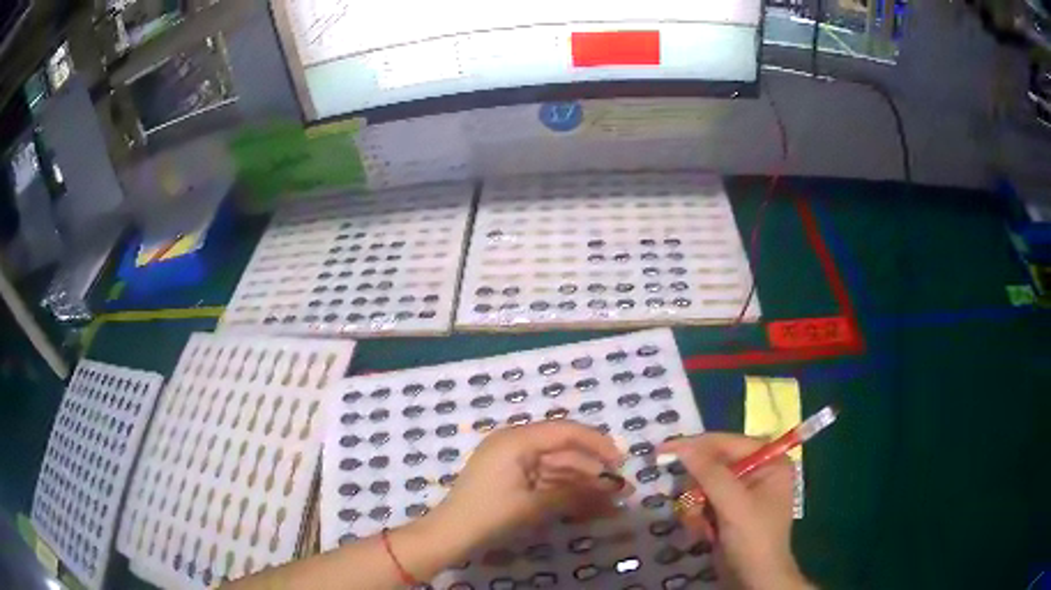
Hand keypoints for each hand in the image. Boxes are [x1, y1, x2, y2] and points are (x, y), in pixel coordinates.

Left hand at [430, 420, 630, 547]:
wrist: (451, 534)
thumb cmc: (491, 515)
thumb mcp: (535, 505)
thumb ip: (575, 493)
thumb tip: (612, 489)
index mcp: (517, 440)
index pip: (565, 431)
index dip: (597, 444)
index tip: (620, 462)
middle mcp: (515, 444)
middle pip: (564, 452)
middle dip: (593, 471)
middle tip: (621, 489)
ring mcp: (512, 462)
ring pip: (557, 468)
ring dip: (584, 484)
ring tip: (611, 501)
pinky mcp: (512, 479)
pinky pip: (545, 480)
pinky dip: (566, 492)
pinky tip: (589, 505)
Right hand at [660, 433, 811, 589]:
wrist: (754, 580)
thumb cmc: (753, 539)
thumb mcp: (734, 504)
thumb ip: (709, 473)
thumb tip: (682, 446)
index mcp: (770, 461)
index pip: (728, 442)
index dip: (696, 445)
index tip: (663, 450)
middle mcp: (758, 471)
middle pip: (713, 464)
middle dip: (698, 488)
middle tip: (691, 505)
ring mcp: (743, 492)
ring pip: (704, 485)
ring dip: (696, 506)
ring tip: (700, 525)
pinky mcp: (729, 511)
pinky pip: (704, 502)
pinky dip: (698, 517)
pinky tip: (703, 532)